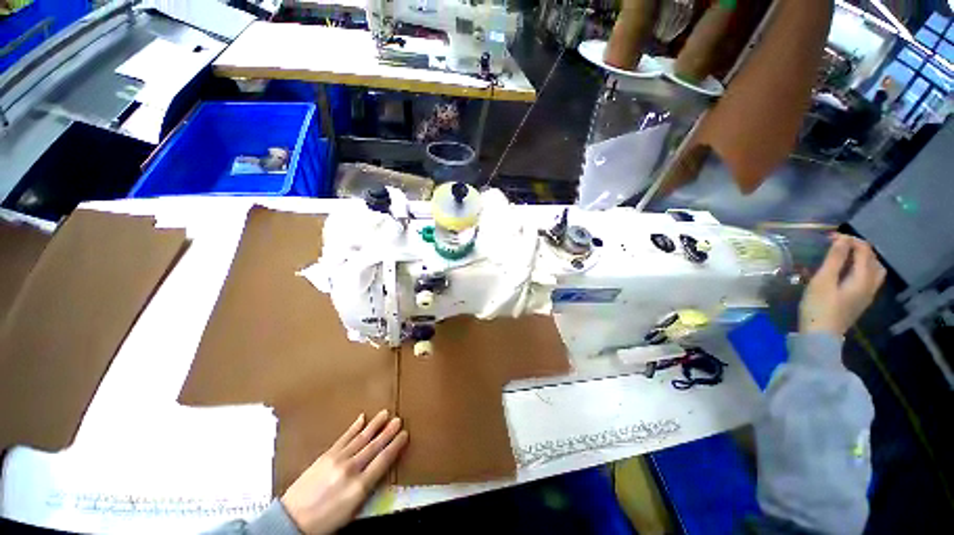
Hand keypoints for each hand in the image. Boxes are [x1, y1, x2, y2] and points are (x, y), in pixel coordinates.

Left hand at [281, 411, 407, 534]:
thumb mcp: (352, 511)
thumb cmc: (325, 521)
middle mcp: (351, 469)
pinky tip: (362, 418)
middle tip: (399, 419)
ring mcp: (337, 459)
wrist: (292, 520)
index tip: (404, 435)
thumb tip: (379, 469)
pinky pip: (344, 438)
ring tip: (385, 413)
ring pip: (361, 438)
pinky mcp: (326, 455)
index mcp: (359, 487)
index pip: (383, 460)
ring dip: (375, 425)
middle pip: (374, 446)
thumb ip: (367, 488)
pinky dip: (354, 427)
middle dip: (388, 432)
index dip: (395, 446)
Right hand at [799, 234, 885, 335]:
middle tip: (837, 245)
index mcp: (863, 277)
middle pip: (873, 259)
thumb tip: (842, 239)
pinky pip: (869, 279)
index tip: (830, 237)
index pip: (864, 250)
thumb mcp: (822, 281)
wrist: (820, 336)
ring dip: (863, 259)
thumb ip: (834, 259)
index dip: (849, 240)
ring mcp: (867, 294)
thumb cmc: (819, 307)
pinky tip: (848, 272)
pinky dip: (862, 269)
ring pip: (874, 270)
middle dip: (858, 247)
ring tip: (845, 256)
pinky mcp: (860, 301)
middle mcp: (870, 284)